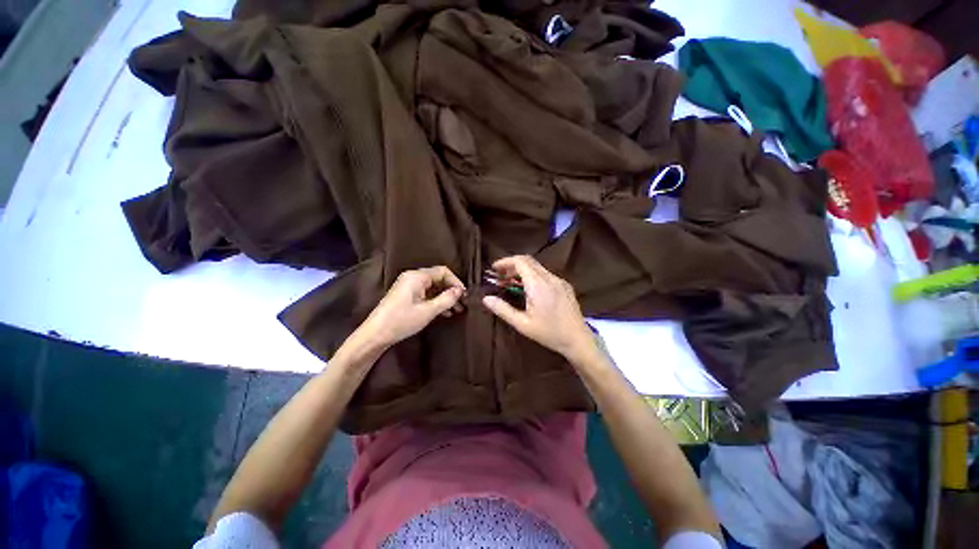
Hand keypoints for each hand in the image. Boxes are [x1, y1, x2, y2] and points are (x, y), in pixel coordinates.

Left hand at [355, 266, 465, 348]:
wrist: (375, 334)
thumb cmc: (402, 321)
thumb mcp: (428, 311)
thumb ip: (446, 299)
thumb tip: (460, 291)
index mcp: (417, 276)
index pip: (443, 271)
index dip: (456, 282)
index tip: (464, 296)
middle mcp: (413, 277)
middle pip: (438, 278)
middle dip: (451, 291)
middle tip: (462, 304)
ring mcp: (409, 286)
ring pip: (433, 287)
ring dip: (445, 297)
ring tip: (456, 310)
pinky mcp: (406, 295)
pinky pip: (426, 293)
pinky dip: (436, 301)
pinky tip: (444, 313)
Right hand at [482, 255, 598, 363]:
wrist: (578, 340)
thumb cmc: (549, 333)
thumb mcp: (522, 324)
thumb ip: (503, 310)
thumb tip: (486, 298)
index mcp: (538, 284)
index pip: (520, 261)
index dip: (505, 262)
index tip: (494, 269)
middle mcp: (549, 278)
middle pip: (528, 261)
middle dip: (512, 265)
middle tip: (501, 276)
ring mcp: (559, 280)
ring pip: (537, 267)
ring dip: (522, 271)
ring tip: (511, 283)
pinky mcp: (565, 285)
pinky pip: (546, 274)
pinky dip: (533, 275)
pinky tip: (529, 289)